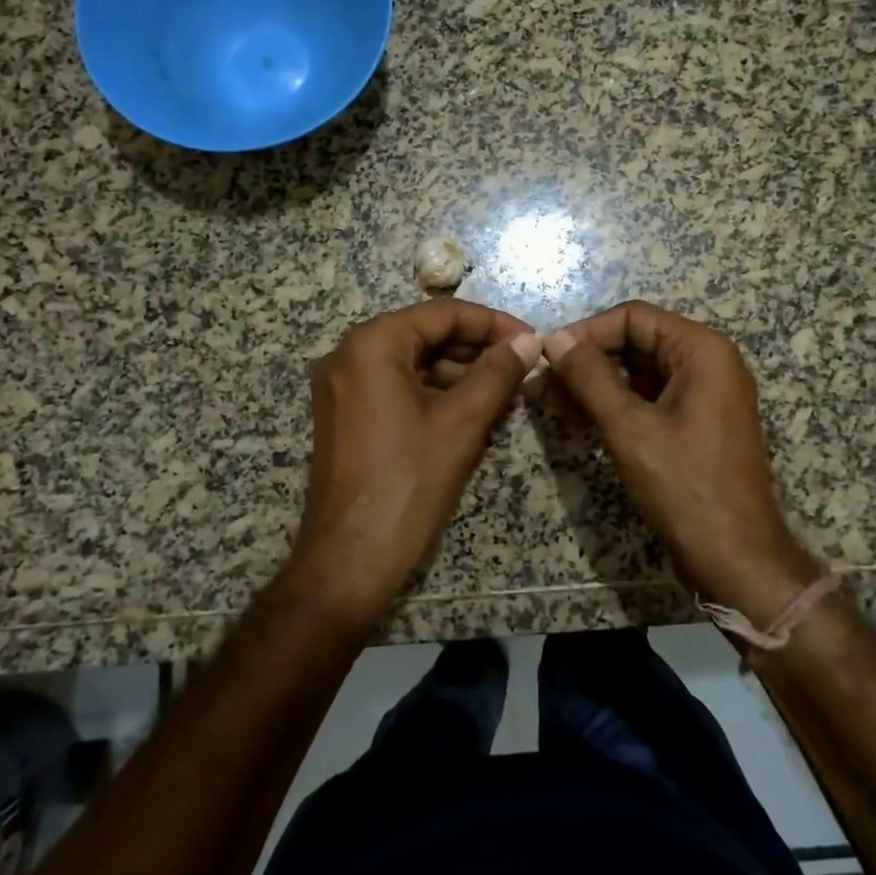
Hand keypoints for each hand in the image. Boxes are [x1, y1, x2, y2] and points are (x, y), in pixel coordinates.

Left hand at [290, 300, 542, 621]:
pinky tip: (473, 411)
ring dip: (460, 373)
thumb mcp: (461, 423)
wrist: (349, 560)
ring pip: (414, 362)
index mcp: (372, 345)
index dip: (493, 324)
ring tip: (506, 392)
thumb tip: (529, 342)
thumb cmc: (407, 483)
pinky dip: (436, 393)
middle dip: (477, 349)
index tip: (532, 340)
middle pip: (426, 335)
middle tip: (523, 368)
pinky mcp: (347, 415)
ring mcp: (343, 387)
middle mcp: (349, 355)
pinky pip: (398, 387)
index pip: (443, 314)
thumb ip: (497, 373)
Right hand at [544, 301, 820, 623]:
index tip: (548, 357)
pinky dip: (619, 403)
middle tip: (549, 383)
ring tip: (559, 402)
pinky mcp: (698, 423)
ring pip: (641, 370)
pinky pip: (652, 397)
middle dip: (592, 358)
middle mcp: (708, 362)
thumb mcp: (630, 428)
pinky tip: (585, 420)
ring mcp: (706, 394)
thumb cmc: (685, 487)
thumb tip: (555, 339)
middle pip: (638, 340)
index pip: (634, 317)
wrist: (736, 559)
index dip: (588, 331)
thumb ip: (590, 377)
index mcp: (702, 350)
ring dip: (600, 382)